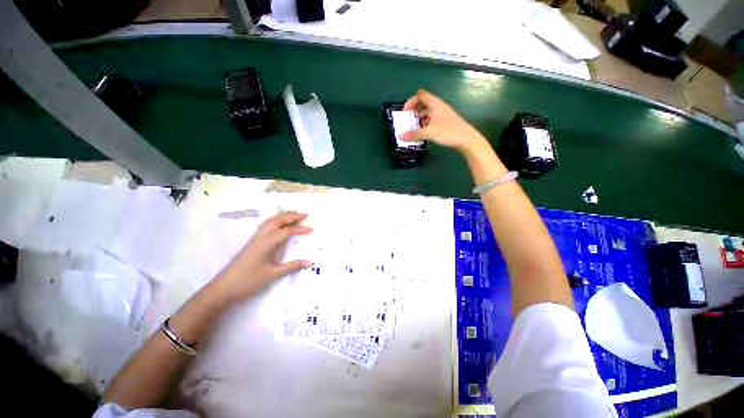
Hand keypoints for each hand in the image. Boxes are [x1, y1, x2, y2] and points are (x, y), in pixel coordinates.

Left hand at [211, 211, 312, 302]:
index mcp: (266, 243)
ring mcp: (255, 238)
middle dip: (291, 216)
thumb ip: (291, 266)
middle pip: (277, 221)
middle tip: (305, 215)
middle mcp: (260, 237)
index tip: (311, 229)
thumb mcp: (273, 274)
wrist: (223, 287)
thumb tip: (309, 262)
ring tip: (294, 215)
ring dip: (283, 216)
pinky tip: (279, 224)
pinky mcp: (251, 242)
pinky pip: (265, 226)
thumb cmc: (249, 281)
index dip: (300, 230)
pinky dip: (275, 221)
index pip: (286, 232)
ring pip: (270, 221)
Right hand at [402, 89, 488, 154]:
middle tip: (407, 121)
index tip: (405, 112)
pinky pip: (431, 120)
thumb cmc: (448, 132)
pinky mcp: (445, 123)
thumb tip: (401, 136)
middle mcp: (438, 107)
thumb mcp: (429, 133)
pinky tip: (422, 133)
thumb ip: (414, 134)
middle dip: (413, 111)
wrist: (467, 139)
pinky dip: (424, 125)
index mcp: (435, 104)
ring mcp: (442, 115)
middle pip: (423, 104)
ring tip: (412, 129)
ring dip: (418, 119)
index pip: (420, 95)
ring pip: (427, 113)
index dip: (411, 101)